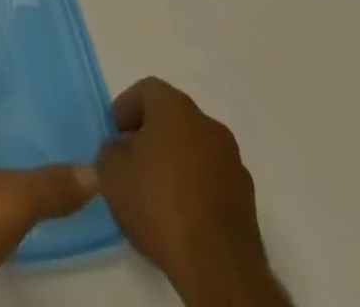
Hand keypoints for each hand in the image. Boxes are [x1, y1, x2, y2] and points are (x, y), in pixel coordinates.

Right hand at [93, 78, 286, 306]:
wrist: (219, 270)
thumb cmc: (159, 205)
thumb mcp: (111, 172)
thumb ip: (111, 150)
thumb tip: (122, 152)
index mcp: (176, 109)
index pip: (147, 90)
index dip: (127, 107)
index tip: (115, 132)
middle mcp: (209, 127)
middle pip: (174, 117)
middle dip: (151, 132)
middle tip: (132, 157)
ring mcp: (234, 165)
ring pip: (196, 148)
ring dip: (176, 160)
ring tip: (156, 190)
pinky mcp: (248, 202)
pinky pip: (212, 179)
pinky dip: (196, 186)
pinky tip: (180, 213)